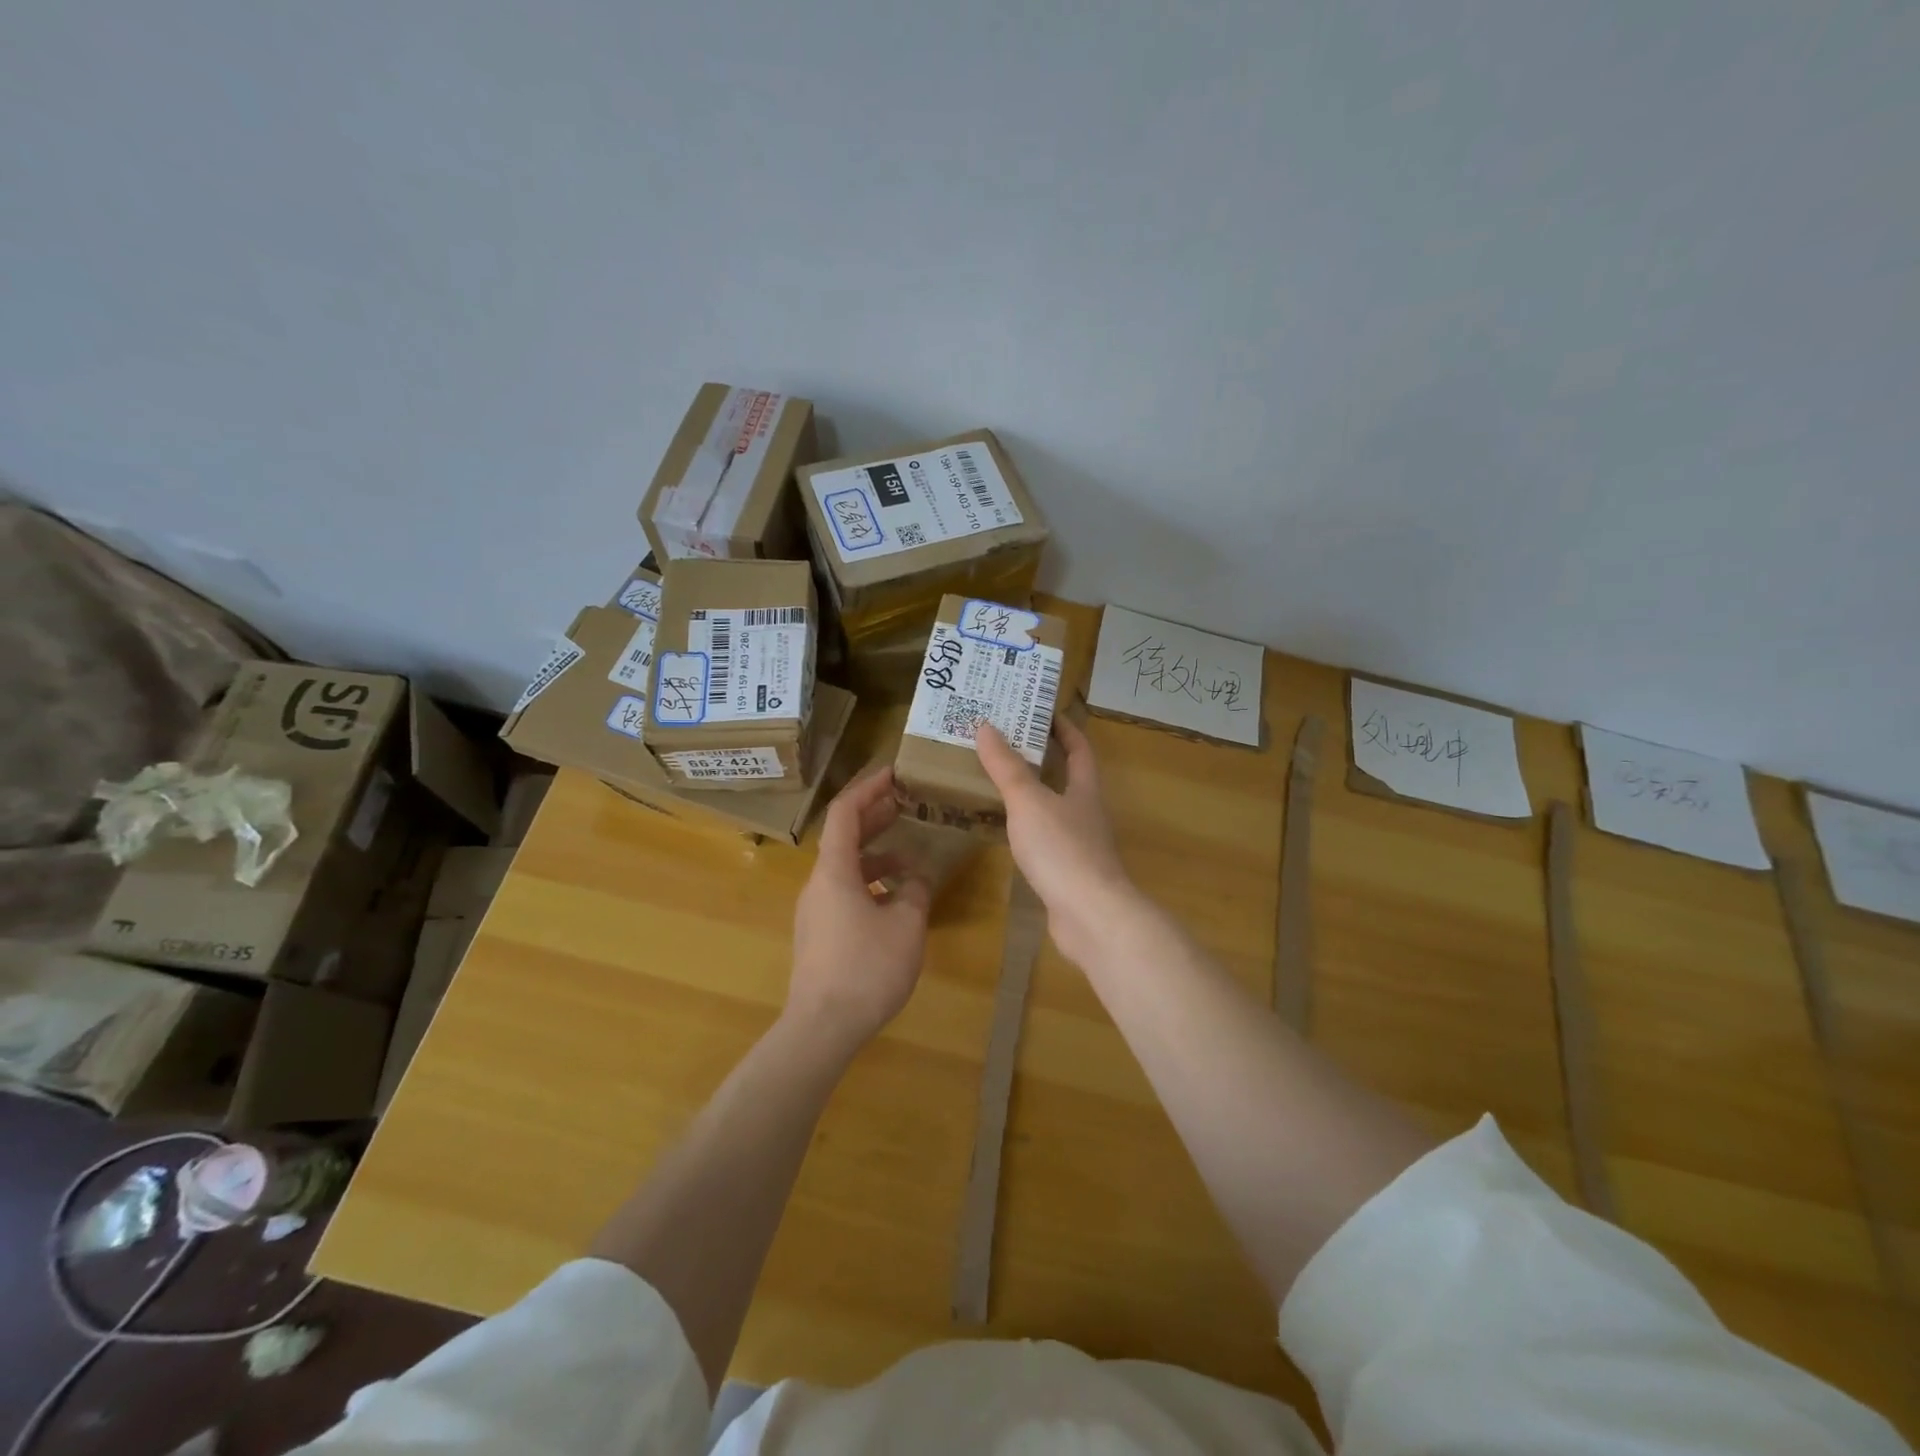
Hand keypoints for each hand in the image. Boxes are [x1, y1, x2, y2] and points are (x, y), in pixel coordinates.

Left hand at [787, 767, 931, 1059]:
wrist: (822, 1027)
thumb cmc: (866, 968)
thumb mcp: (906, 925)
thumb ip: (916, 892)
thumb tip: (917, 878)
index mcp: (834, 871)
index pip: (845, 812)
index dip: (868, 788)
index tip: (893, 774)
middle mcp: (819, 883)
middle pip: (843, 836)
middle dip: (874, 816)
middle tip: (905, 803)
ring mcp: (816, 910)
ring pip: (846, 867)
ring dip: (877, 855)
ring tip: (912, 858)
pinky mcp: (820, 933)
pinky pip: (845, 892)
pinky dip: (870, 883)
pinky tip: (897, 900)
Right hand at [975, 718, 1137, 965]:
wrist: (1090, 916)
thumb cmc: (1062, 849)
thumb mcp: (1028, 801)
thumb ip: (1007, 767)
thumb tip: (986, 727)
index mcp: (1084, 789)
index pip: (1079, 748)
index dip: (1063, 728)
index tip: (1039, 712)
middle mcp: (1086, 813)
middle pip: (1067, 777)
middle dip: (1040, 759)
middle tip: (1002, 744)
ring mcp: (1080, 845)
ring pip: (1054, 809)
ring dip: (1030, 794)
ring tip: (994, 782)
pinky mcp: (1068, 873)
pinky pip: (1045, 839)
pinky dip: (1026, 828)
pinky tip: (1004, 830)